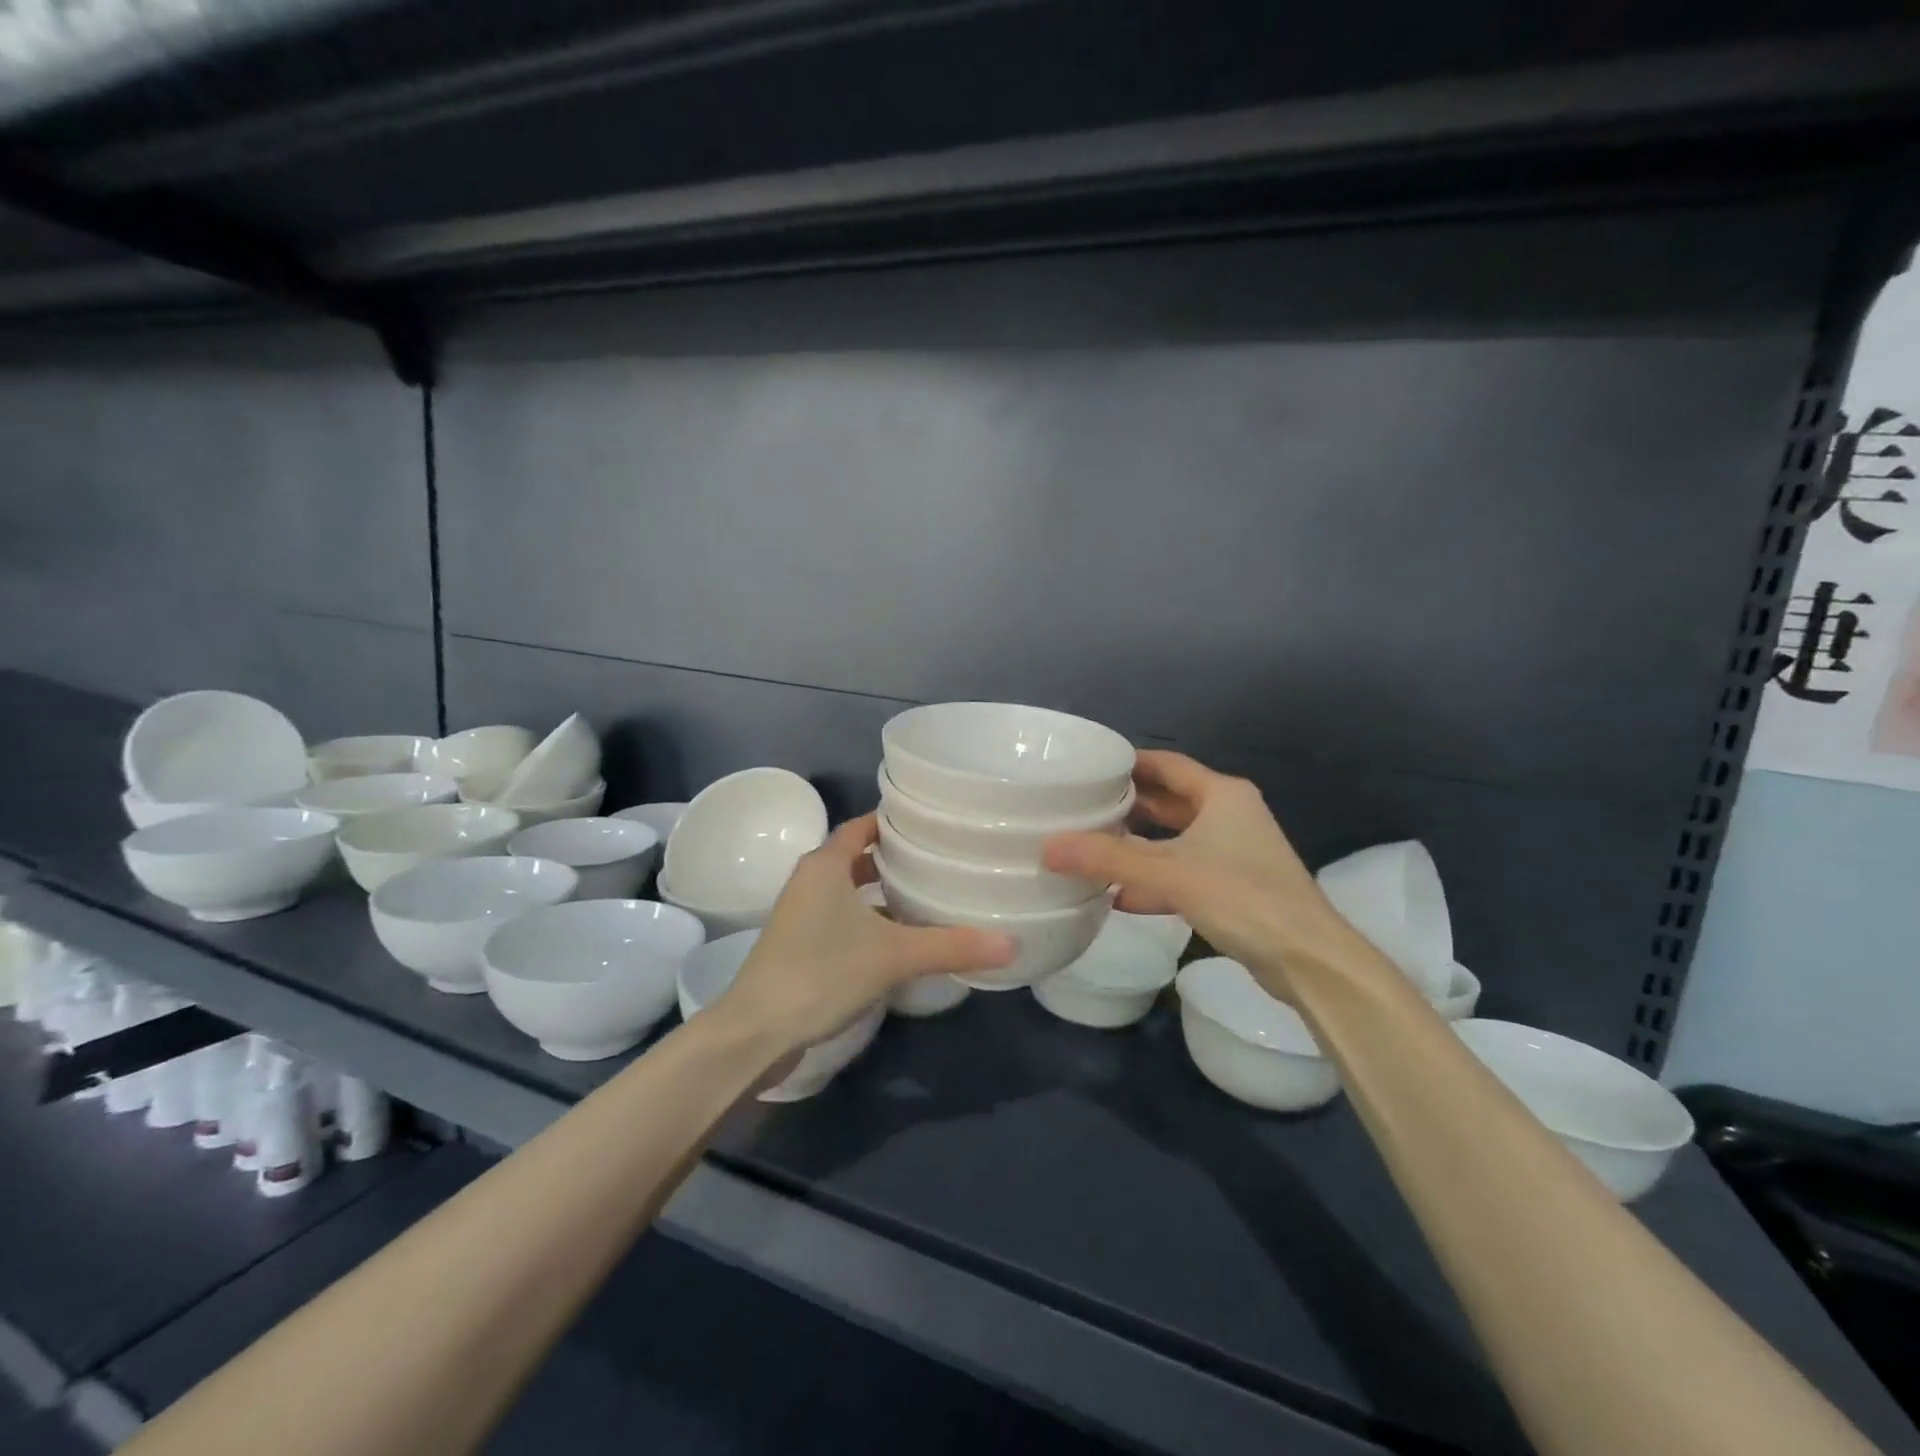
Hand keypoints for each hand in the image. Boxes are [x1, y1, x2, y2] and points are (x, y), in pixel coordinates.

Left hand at [715, 814, 1014, 1053]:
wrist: (756, 1032)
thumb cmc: (821, 973)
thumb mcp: (893, 955)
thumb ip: (951, 946)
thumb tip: (1012, 943)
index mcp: (825, 865)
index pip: (862, 825)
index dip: (895, 821)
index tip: (933, 824)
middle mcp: (810, 881)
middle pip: (857, 857)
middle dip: (895, 859)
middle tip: (941, 860)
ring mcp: (801, 914)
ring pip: (849, 890)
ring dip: (882, 892)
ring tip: (927, 896)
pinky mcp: (800, 945)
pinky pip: (841, 917)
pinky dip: (869, 919)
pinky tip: (899, 938)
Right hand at [1042, 751, 1357, 990]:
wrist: (1307, 959)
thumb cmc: (1242, 898)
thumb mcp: (1170, 874)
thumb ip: (1109, 860)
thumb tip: (1048, 847)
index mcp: (1221, 795)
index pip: (1166, 764)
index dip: (1128, 762)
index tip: (1088, 766)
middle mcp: (1229, 815)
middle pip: (1169, 800)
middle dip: (1128, 805)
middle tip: (1081, 806)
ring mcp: (1234, 852)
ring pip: (1175, 839)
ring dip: (1138, 845)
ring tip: (1092, 847)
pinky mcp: (1233, 887)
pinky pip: (1183, 872)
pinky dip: (1154, 879)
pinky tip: (1120, 896)